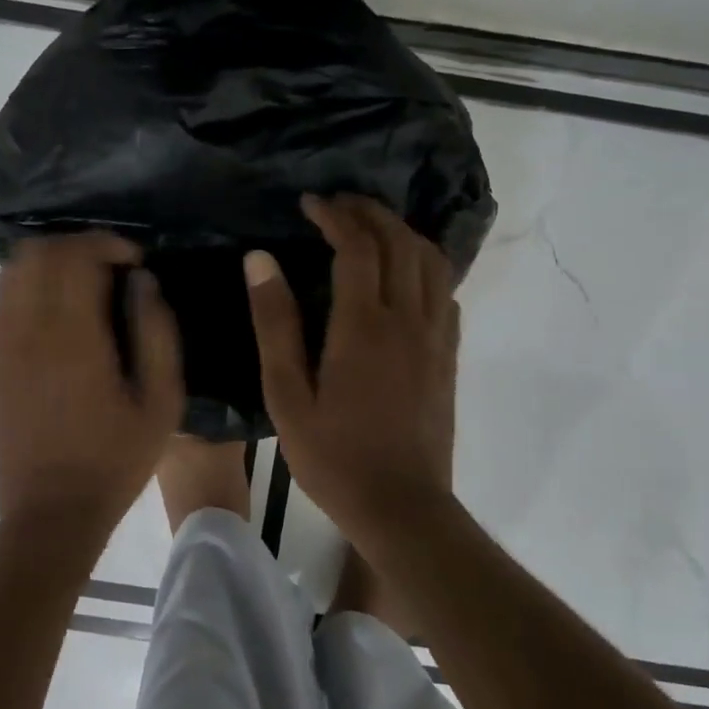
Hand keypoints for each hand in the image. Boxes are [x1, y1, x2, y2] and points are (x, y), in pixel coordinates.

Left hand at [0, 233, 183, 538]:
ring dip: (48, 264)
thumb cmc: (114, 459)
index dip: (107, 243)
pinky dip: (24, 292)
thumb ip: (157, 332)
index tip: (134, 261)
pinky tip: (50, 318)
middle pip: (37, 252)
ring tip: (81, 285)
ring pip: (10, 272)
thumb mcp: (162, 402)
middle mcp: (26, 330)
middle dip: (77, 246)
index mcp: (72, 337)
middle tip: (110, 268)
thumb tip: (143, 282)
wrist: (52, 513)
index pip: (76, 255)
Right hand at [244, 195, 458, 529]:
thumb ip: (275, 323)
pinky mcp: (448, 355)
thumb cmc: (333, 456)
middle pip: (400, 242)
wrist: (402, 506)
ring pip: (431, 261)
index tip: (311, 203)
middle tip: (340, 204)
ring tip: (373, 227)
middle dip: (371, 212)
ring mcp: (435, 336)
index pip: (356, 246)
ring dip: (403, 233)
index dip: (335, 215)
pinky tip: (405, 274)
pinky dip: (425, 266)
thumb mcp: (286, 394)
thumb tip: (261, 260)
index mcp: (363, 325)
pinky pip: (445, 291)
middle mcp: (407, 319)